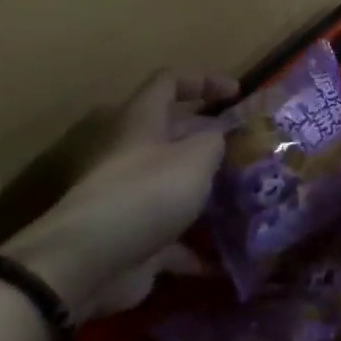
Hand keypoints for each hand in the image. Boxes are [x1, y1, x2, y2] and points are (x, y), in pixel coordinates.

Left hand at [1, 70, 235, 319]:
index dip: (203, 79)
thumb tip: (219, 139)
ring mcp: (133, 197)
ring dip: (207, 192)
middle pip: (175, 134)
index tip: (237, 93)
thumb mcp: (196, 157)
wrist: (90, 261)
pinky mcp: (136, 238)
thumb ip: (215, 141)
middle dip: (212, 139)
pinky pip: (173, 238)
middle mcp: (134, 154)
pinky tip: (225, 257)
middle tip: (250, 150)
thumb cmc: (147, 192)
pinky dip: (197, 247)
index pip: (169, 81)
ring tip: (247, 198)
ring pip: (175, 185)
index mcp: (142, 121)